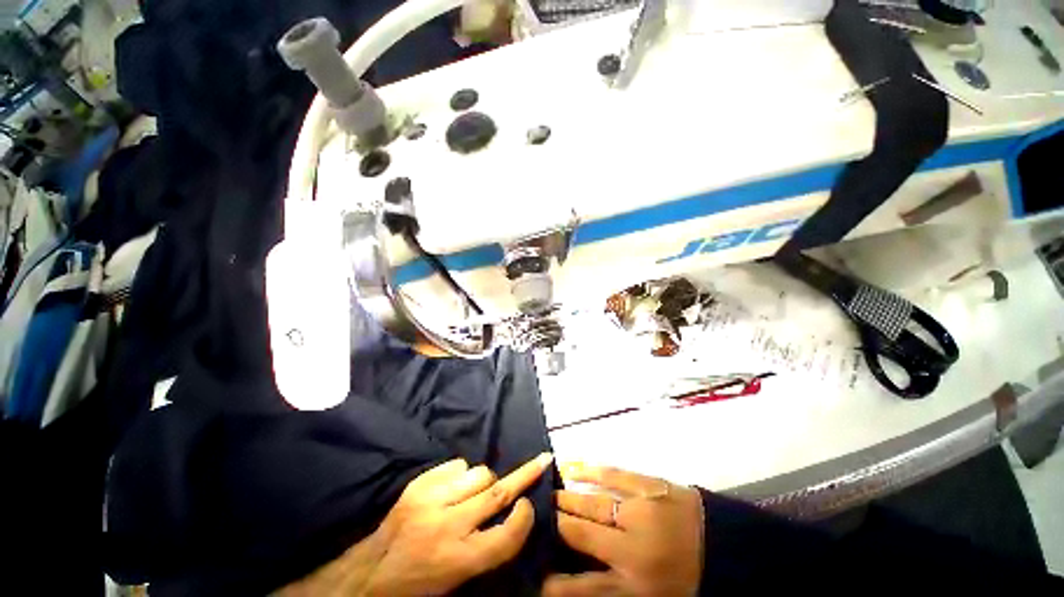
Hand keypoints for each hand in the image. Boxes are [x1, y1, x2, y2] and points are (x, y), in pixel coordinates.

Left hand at [279, 453, 552, 596]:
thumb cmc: (421, 581)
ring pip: (479, 473)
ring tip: (475, 492)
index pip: (507, 536)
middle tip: (542, 459)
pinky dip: (463, 472)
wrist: (372, 573)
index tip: (530, 505)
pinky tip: (453, 486)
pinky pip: (457, 464)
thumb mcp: (459, 578)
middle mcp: (448, 527)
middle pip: (497, 494)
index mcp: (459, 561)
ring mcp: (431, 500)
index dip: (525, 519)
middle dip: (525, 474)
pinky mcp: (419, 484)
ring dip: (486, 479)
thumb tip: (514, 511)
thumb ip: (488, 547)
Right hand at [543, 464, 704, 596]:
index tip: (536, 575)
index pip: (583, 588)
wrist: (728, 546)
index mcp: (636, 585)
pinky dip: (590, 471)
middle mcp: (632, 548)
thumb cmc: (687, 579)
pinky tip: (573, 468)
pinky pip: (614, 474)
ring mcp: (641, 511)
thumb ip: (614, 589)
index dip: (555, 584)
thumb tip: (576, 576)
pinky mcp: (650, 485)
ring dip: (568, 498)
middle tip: (538, 514)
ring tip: (550, 493)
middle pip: (582, 534)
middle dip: (556, 523)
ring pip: (593, 503)